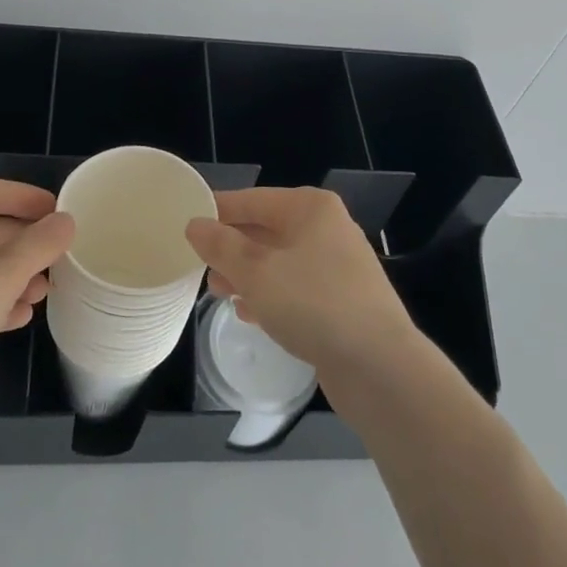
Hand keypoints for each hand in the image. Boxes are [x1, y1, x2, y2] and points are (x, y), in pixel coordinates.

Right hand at [185, 188, 418, 382]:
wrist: (380, 367)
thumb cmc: (314, 304)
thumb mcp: (256, 272)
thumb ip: (221, 246)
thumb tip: (195, 224)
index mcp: (310, 208)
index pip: (252, 200)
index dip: (218, 211)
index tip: (185, 225)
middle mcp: (327, 228)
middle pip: (266, 230)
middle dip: (232, 248)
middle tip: (199, 266)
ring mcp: (338, 265)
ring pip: (279, 261)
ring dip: (247, 274)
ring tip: (218, 291)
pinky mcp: (342, 301)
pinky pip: (295, 288)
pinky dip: (271, 295)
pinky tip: (249, 314)